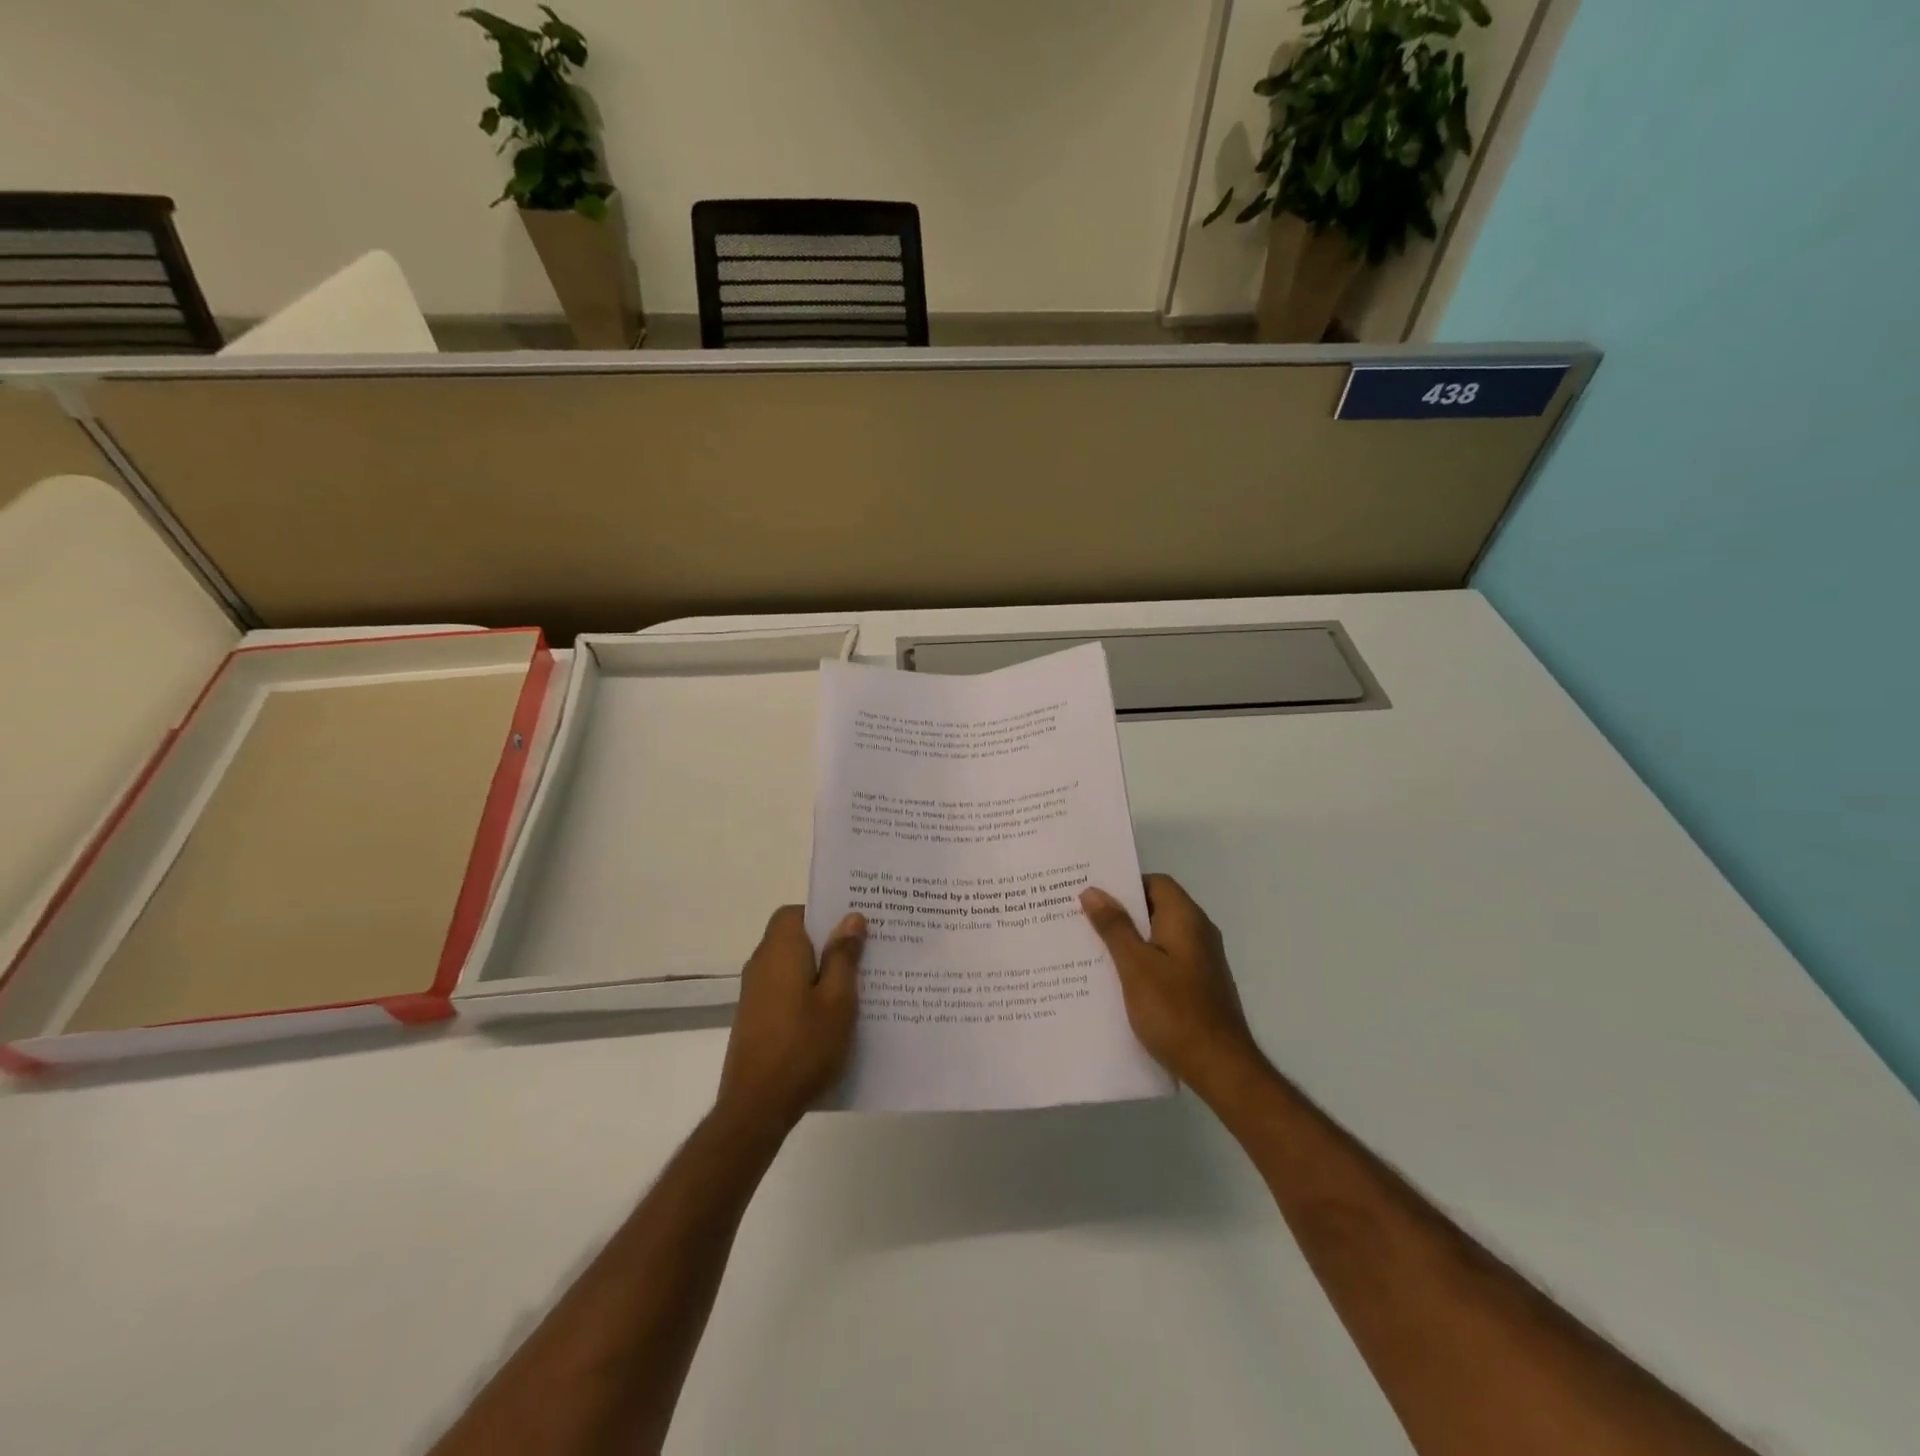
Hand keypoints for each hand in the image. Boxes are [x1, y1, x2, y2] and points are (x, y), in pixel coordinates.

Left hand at [716, 906, 864, 1133]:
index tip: (854, 925)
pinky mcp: (756, 1017)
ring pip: (792, 965)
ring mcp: (755, 992)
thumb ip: (843, 956)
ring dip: (820, 969)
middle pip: (795, 937)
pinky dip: (807, 991)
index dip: (824, 914)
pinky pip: (786, 988)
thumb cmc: (803, 1046)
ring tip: (858, 983)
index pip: (796, 911)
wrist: (757, 1106)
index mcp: (780, 950)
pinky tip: (834, 1014)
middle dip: (828, 941)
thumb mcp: (838, 1000)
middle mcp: (762, 963)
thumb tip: (851, 917)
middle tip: (866, 952)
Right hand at [1081, 874, 1263, 1097]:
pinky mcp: (1199, 986)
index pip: (1156, 882)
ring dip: (1129, 940)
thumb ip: (1114, 927)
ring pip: (1159, 937)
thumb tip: (1094, 891)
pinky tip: (1118, 981)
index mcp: (1185, 919)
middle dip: (1121, 913)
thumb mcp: (1135, 966)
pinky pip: (1166, 961)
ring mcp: (1201, 961)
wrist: (1221, 1067)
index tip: (1094, 895)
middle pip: (1156, 908)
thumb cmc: (1174, 1011)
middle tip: (1083, 919)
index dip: (1125, 884)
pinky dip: (1143, 963)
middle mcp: (1198, 932)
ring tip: (1092, 949)